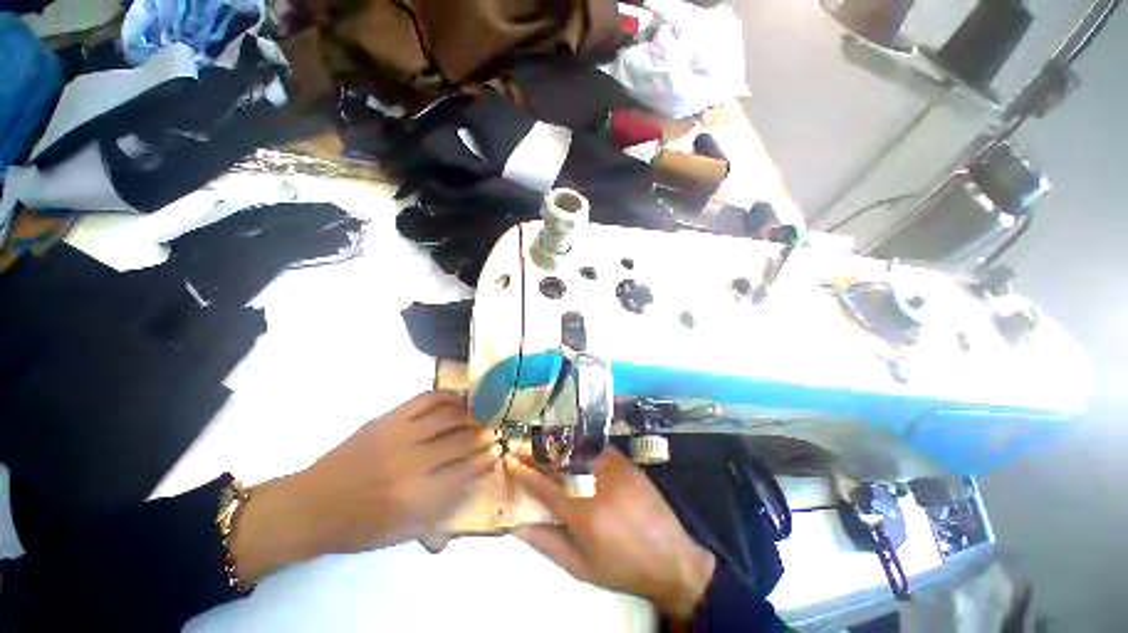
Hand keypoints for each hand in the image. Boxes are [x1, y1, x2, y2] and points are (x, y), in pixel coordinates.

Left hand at [231, 392, 497, 582]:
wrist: (311, 506)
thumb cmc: (359, 527)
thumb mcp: (403, 533)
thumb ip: (443, 513)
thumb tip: (473, 485)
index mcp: (415, 498)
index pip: (464, 473)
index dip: (484, 462)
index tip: (494, 455)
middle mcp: (411, 463)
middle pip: (460, 441)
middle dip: (482, 436)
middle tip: (492, 433)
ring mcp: (398, 436)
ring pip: (447, 417)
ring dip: (469, 415)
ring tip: (479, 416)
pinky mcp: (387, 419)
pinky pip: (425, 399)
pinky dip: (447, 397)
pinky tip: (457, 400)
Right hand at [506, 448, 715, 620]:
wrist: (670, 557)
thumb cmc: (621, 567)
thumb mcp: (581, 567)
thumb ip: (547, 544)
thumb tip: (517, 526)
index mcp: (582, 514)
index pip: (544, 486)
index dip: (524, 472)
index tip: (510, 461)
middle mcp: (596, 484)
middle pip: (559, 462)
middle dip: (537, 454)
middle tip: (524, 448)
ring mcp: (613, 468)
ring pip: (578, 450)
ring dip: (558, 448)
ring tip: (545, 447)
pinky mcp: (626, 462)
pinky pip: (598, 448)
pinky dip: (583, 448)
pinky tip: (576, 450)